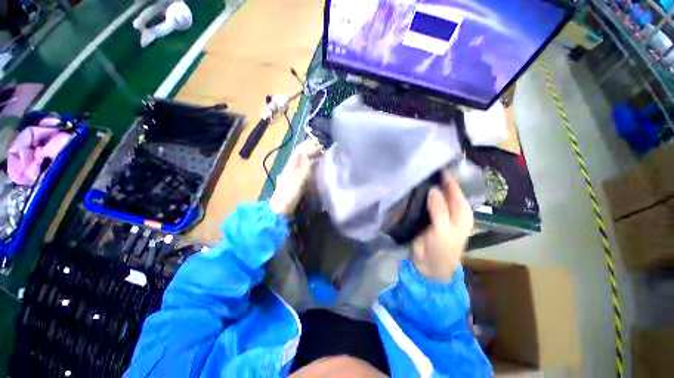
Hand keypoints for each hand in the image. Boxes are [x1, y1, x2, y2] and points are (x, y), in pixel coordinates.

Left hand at [268, 140, 318, 215]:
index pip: (299, 151)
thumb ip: (304, 168)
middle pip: (300, 156)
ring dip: (310, 158)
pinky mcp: (295, 183)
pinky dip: (310, 167)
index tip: (320, 146)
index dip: (308, 146)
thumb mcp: (297, 180)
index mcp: (290, 166)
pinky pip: (304, 171)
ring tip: (321, 157)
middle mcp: (291, 168)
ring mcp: (292, 176)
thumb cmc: (288, 195)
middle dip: (310, 150)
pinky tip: (316, 170)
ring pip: (302, 163)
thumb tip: (311, 157)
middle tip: (322, 150)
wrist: (280, 209)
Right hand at [411, 170, 473, 282]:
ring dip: (427, 186)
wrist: (430, 265)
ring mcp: (438, 212)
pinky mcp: (426, 216)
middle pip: (445, 191)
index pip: (456, 190)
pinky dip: (420, 195)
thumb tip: (433, 189)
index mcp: (462, 212)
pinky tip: (412, 188)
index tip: (437, 163)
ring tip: (416, 173)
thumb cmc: (443, 249)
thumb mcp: (443, 230)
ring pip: (433, 196)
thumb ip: (439, 209)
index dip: (448, 177)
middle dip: (436, 180)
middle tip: (422, 166)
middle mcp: (451, 209)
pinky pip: (424, 202)